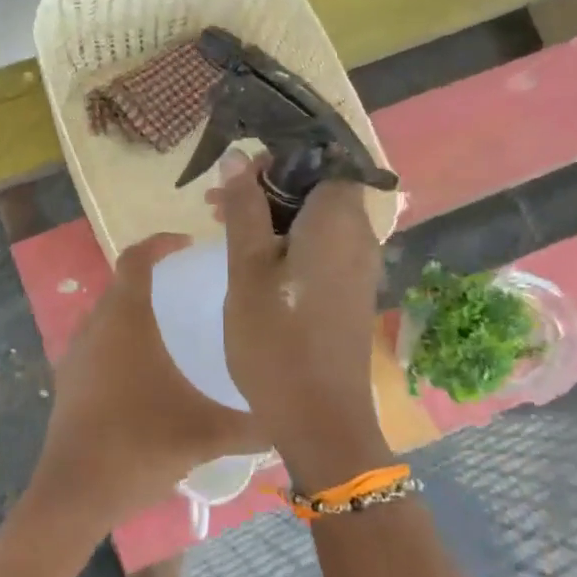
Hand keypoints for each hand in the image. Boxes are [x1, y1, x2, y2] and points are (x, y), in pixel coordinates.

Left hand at [25, 233, 265, 534]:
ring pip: (107, 314)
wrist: (75, 492)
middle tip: (190, 287)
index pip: (136, 258)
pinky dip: (120, 339)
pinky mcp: (68, 378)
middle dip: (153, 277)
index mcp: (125, 320)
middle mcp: (95, 325)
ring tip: (172, 326)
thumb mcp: (206, 434)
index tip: (187, 244)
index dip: (160, 243)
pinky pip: (97, 341)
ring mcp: (76, 352)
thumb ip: (253, 424)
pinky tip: (145, 370)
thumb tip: (291, 419)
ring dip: (135, 309)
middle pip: (122, 283)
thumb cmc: (139, 446)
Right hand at [208, 152, 390, 492]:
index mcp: (337, 220)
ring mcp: (359, 264)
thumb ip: (243, 207)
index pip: (323, 159)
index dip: (280, 158)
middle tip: (217, 202)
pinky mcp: (351, 289)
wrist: (320, 418)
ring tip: (225, 227)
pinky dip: (289, 239)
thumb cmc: (276, 338)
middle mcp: (359, 234)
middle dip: (268, 185)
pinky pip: (322, 244)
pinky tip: (253, 259)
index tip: (240, 173)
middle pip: (318, 186)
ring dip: (273, 214)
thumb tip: (237, 157)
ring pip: (316, 217)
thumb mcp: (246, 267)